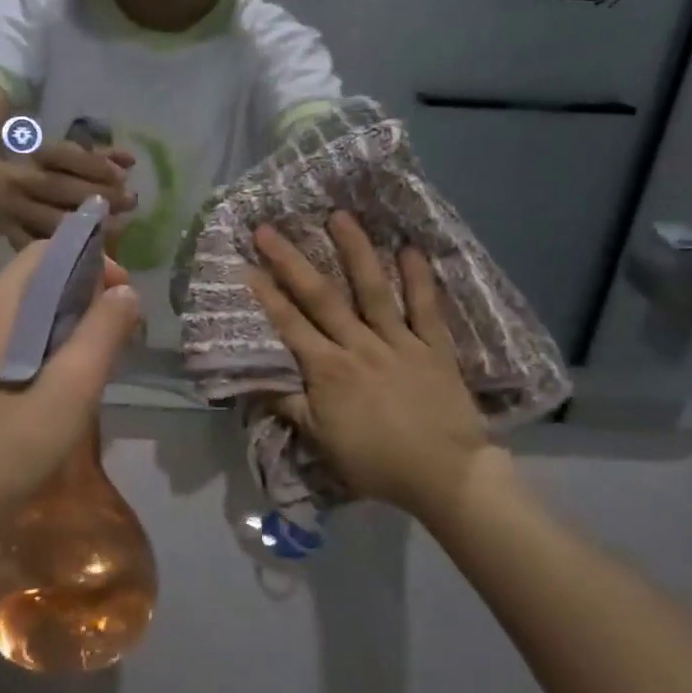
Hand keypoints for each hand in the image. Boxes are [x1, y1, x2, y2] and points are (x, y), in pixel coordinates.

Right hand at [0, 141, 137, 247]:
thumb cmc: (19, 162)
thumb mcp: (52, 152)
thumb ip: (92, 156)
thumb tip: (130, 160)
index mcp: (31, 156)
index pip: (64, 155)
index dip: (94, 164)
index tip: (124, 173)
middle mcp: (20, 183)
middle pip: (59, 188)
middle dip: (97, 195)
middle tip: (130, 202)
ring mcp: (13, 212)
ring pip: (49, 221)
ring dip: (85, 227)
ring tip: (118, 228)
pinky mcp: (8, 237)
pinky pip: (34, 247)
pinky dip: (60, 253)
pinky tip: (88, 257)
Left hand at [0, 241, 142, 517]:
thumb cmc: (13, 441)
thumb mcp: (74, 385)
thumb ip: (104, 330)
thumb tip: (125, 292)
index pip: (47, 252)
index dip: (92, 262)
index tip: (123, 296)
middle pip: (35, 279)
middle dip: (82, 294)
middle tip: (117, 332)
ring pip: (22, 311)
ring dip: (64, 322)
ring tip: (95, 358)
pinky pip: (7, 337)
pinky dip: (40, 342)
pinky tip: (57, 381)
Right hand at [243, 213, 507, 523]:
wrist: (445, 476)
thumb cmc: (377, 462)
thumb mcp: (322, 442)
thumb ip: (290, 407)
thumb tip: (255, 382)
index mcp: (328, 370)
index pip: (289, 325)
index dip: (265, 294)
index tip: (245, 265)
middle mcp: (359, 346)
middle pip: (321, 297)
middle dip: (292, 261)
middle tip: (269, 228)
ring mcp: (399, 342)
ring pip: (373, 290)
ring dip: (355, 251)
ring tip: (340, 216)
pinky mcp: (433, 347)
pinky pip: (426, 308)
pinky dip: (420, 278)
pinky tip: (410, 249)